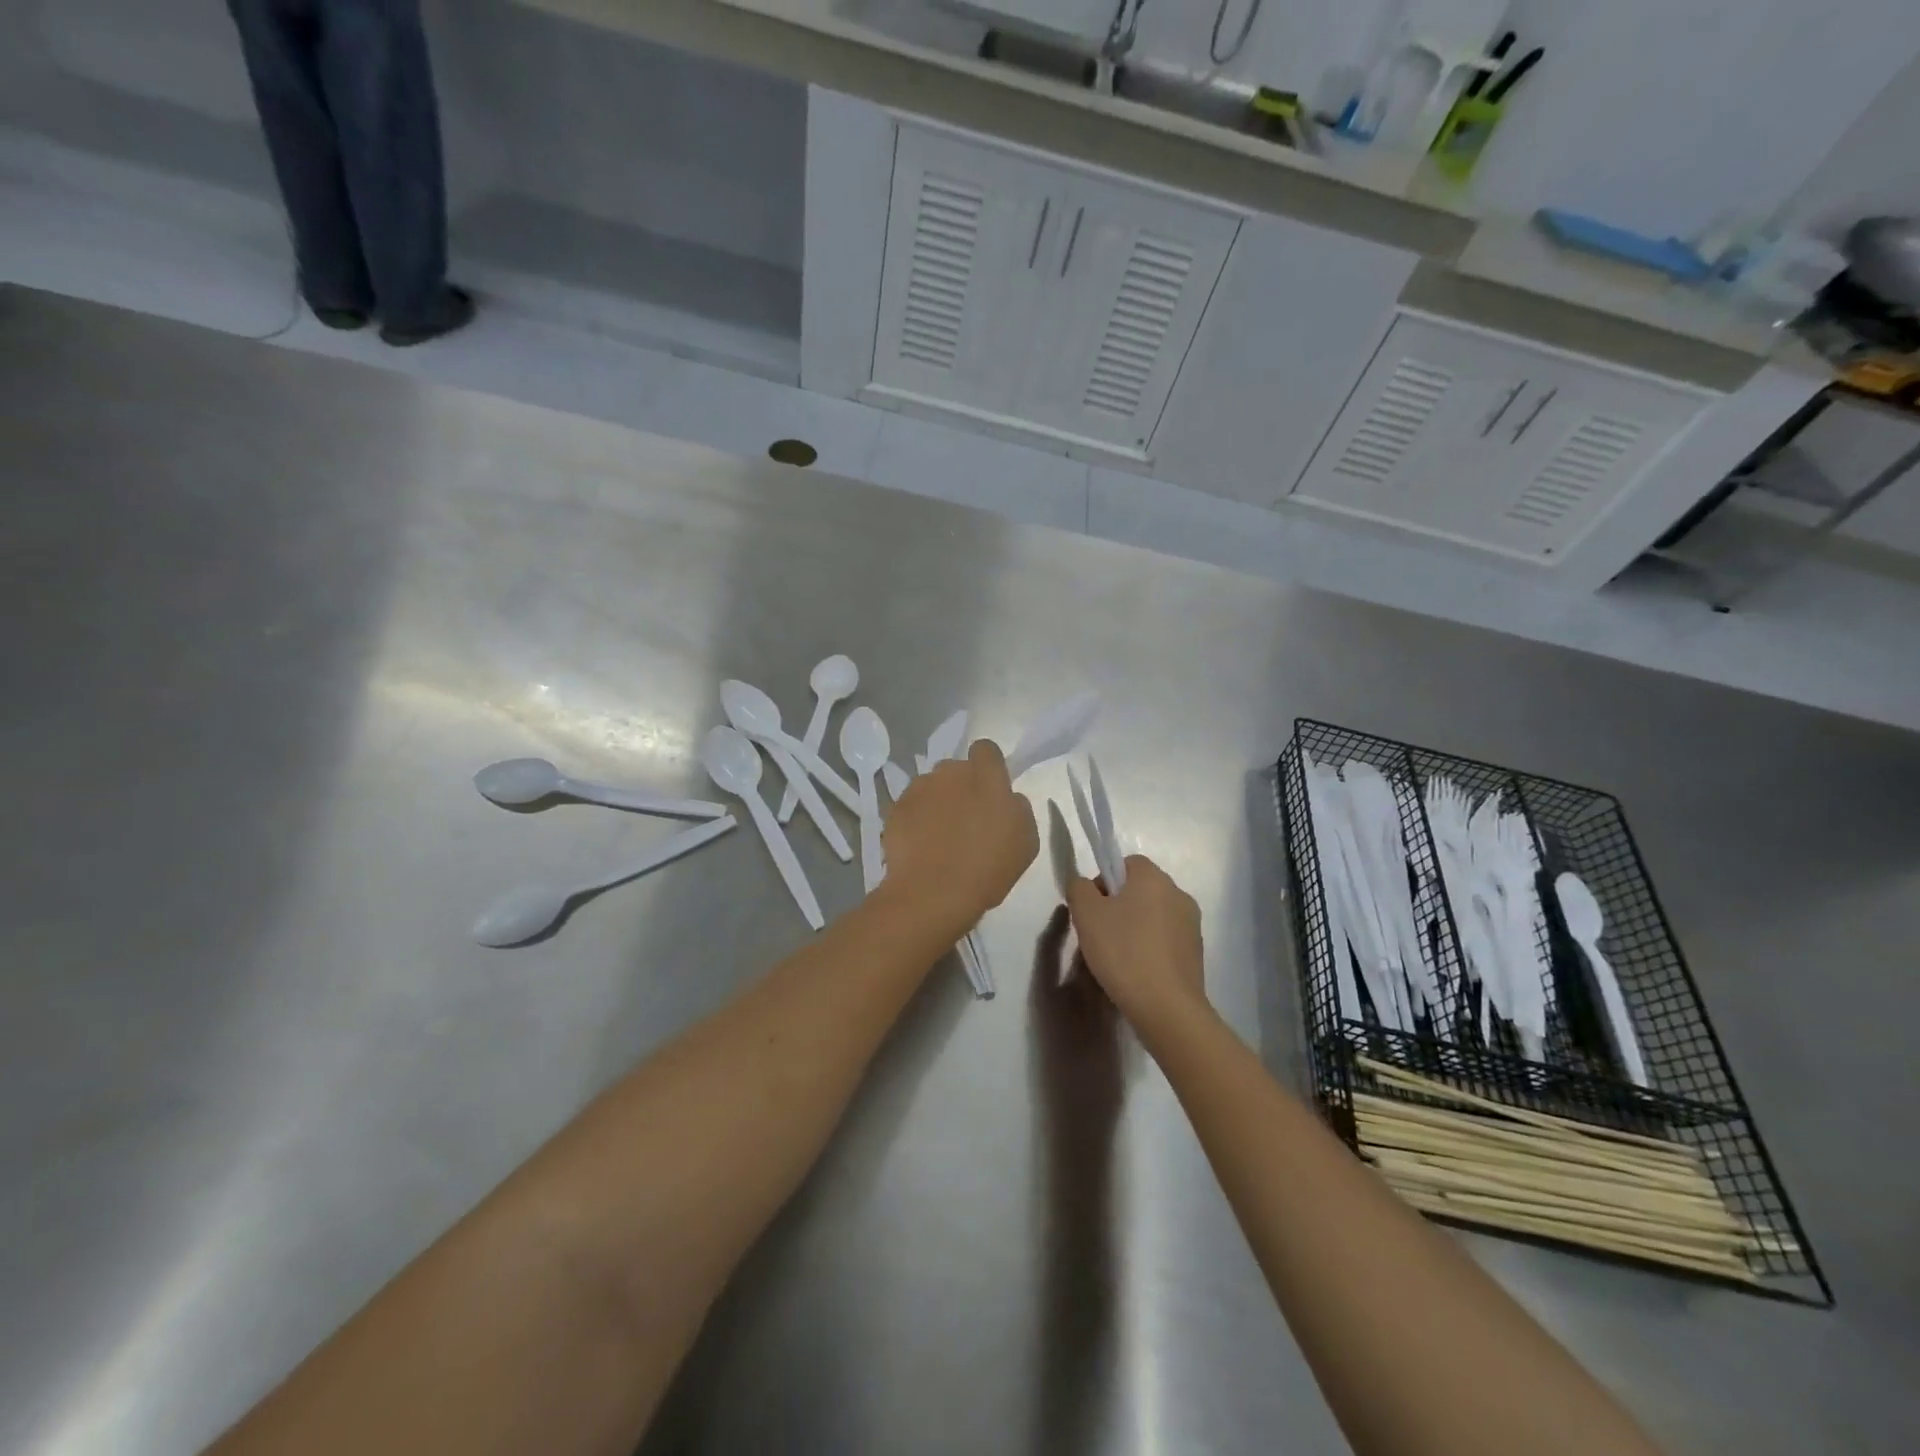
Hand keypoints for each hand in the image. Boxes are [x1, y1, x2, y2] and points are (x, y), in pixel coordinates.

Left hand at [882, 740, 1038, 935]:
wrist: (932, 893)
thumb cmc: (987, 868)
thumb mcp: (1026, 841)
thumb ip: (1017, 808)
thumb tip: (1007, 799)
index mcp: (986, 776)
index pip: (986, 750)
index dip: (988, 766)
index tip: (990, 791)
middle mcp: (950, 772)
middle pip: (957, 769)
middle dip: (961, 786)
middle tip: (966, 820)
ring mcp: (919, 788)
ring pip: (932, 786)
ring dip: (937, 802)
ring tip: (939, 836)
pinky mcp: (896, 808)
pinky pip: (911, 806)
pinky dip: (916, 819)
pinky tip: (920, 845)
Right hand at [1066, 855, 1206, 1032]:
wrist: (1166, 1007)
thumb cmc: (1123, 952)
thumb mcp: (1086, 914)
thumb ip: (1079, 888)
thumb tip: (1084, 885)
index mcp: (1154, 878)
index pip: (1126, 863)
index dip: (1104, 881)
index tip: (1092, 909)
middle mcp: (1178, 894)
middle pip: (1140, 890)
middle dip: (1118, 906)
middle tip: (1099, 934)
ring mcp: (1191, 924)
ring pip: (1153, 916)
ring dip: (1134, 928)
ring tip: (1116, 958)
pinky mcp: (1196, 952)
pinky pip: (1165, 939)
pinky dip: (1150, 948)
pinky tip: (1136, 972)